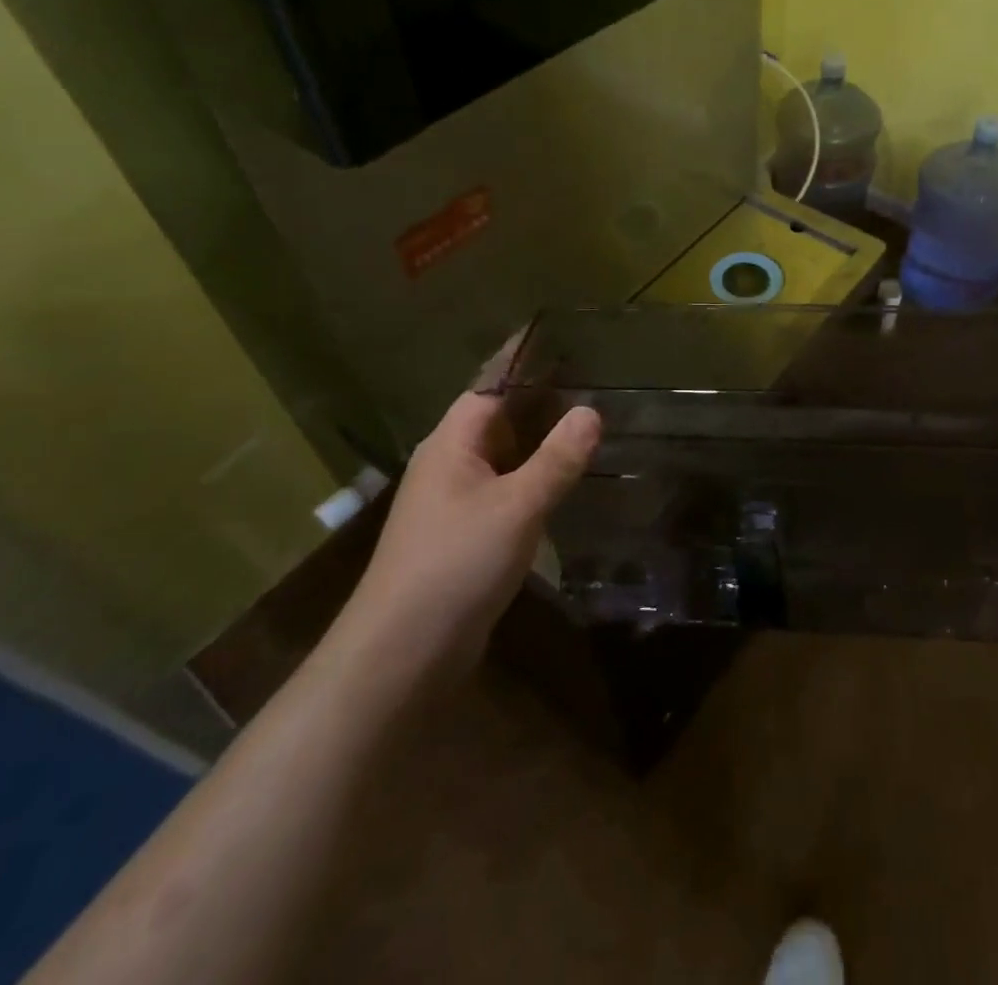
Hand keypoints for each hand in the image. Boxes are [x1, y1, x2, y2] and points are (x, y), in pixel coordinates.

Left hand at [336, 389, 600, 670]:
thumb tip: (591, 412)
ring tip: (590, 422)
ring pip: (505, 457)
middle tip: (595, 379)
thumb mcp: (516, 506)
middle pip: (499, 418)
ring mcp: (456, 502)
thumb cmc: (455, 564)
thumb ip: (557, 459)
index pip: (491, 386)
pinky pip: (506, 489)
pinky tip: (565, 481)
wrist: (401, 655)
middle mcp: (450, 464)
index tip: (563, 340)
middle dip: (541, 399)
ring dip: (541, 441)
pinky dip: (535, 477)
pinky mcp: (466, 536)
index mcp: (452, 444)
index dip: (524, 362)